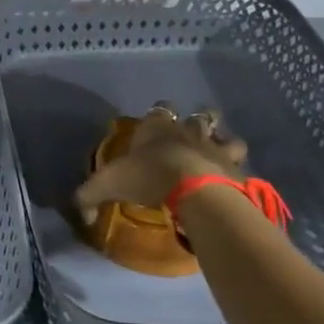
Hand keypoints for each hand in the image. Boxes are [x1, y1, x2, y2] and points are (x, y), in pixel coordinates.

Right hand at [73, 105, 248, 223]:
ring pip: (225, 134)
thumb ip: (89, 196)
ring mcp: (215, 146)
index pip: (158, 110)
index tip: (155, 126)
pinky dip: (236, 168)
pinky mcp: (235, 167)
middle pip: (199, 115)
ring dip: (223, 140)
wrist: (194, 188)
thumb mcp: (107, 185)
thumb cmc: (147, 176)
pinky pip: (239, 162)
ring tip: (218, 152)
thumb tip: (83, 214)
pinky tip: (231, 179)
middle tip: (193, 135)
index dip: (158, 115)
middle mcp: (187, 130)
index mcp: (156, 127)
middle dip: (197, 121)